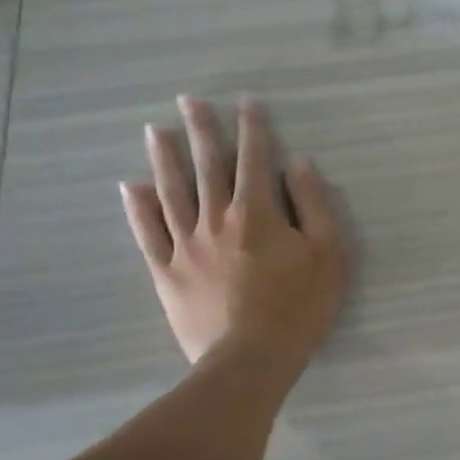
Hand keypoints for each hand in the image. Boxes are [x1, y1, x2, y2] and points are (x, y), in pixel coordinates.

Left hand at [121, 96, 347, 365]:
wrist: (251, 360)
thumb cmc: (299, 307)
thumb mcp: (328, 254)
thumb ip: (313, 205)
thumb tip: (298, 164)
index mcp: (257, 213)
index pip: (255, 159)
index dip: (252, 128)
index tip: (245, 102)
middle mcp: (216, 219)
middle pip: (207, 166)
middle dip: (201, 130)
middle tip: (188, 100)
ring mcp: (186, 246)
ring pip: (172, 193)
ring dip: (164, 159)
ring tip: (154, 131)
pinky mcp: (167, 273)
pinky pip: (148, 234)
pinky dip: (138, 209)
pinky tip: (130, 187)